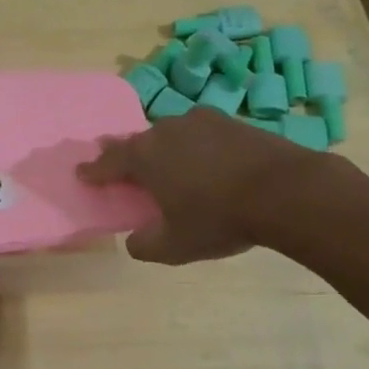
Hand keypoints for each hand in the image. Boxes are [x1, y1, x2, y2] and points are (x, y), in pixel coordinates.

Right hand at [76, 107, 346, 263]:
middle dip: (128, 155)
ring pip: (172, 135)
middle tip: (123, 166)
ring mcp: (203, 122)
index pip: (108, 162)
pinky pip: (203, 135)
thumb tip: (135, 240)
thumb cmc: (219, 219)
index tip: (81, 174)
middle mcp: (167, 130)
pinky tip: (207, 163)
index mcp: (145, 156)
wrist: (286, 191)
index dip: (93, 171)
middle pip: (139, 143)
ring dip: (165, 149)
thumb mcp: (174, 246)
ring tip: (168, 165)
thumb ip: (145, 245)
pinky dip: (197, 149)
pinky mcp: (234, 123)